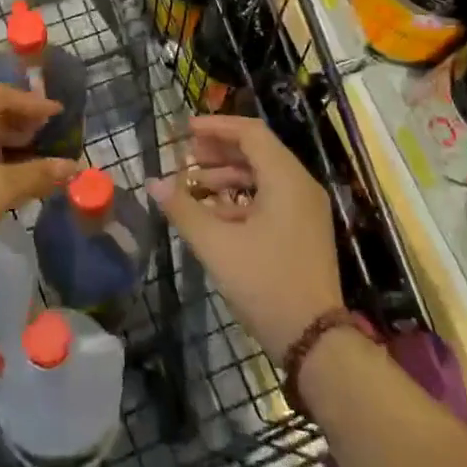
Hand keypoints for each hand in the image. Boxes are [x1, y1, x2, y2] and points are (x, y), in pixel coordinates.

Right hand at [150, 114, 343, 358]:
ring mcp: (305, 209)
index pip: (251, 133)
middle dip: (218, 151)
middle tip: (186, 156)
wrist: (314, 339)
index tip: (185, 130)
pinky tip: (213, 213)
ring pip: (263, 176)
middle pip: (257, 151)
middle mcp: (300, 186)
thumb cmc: (264, 283)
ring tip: (192, 186)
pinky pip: (270, 198)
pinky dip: (241, 197)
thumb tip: (153, 182)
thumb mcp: (216, 245)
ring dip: (226, 175)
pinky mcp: (302, 230)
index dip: (216, 127)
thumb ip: (183, 208)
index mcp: (286, 179)